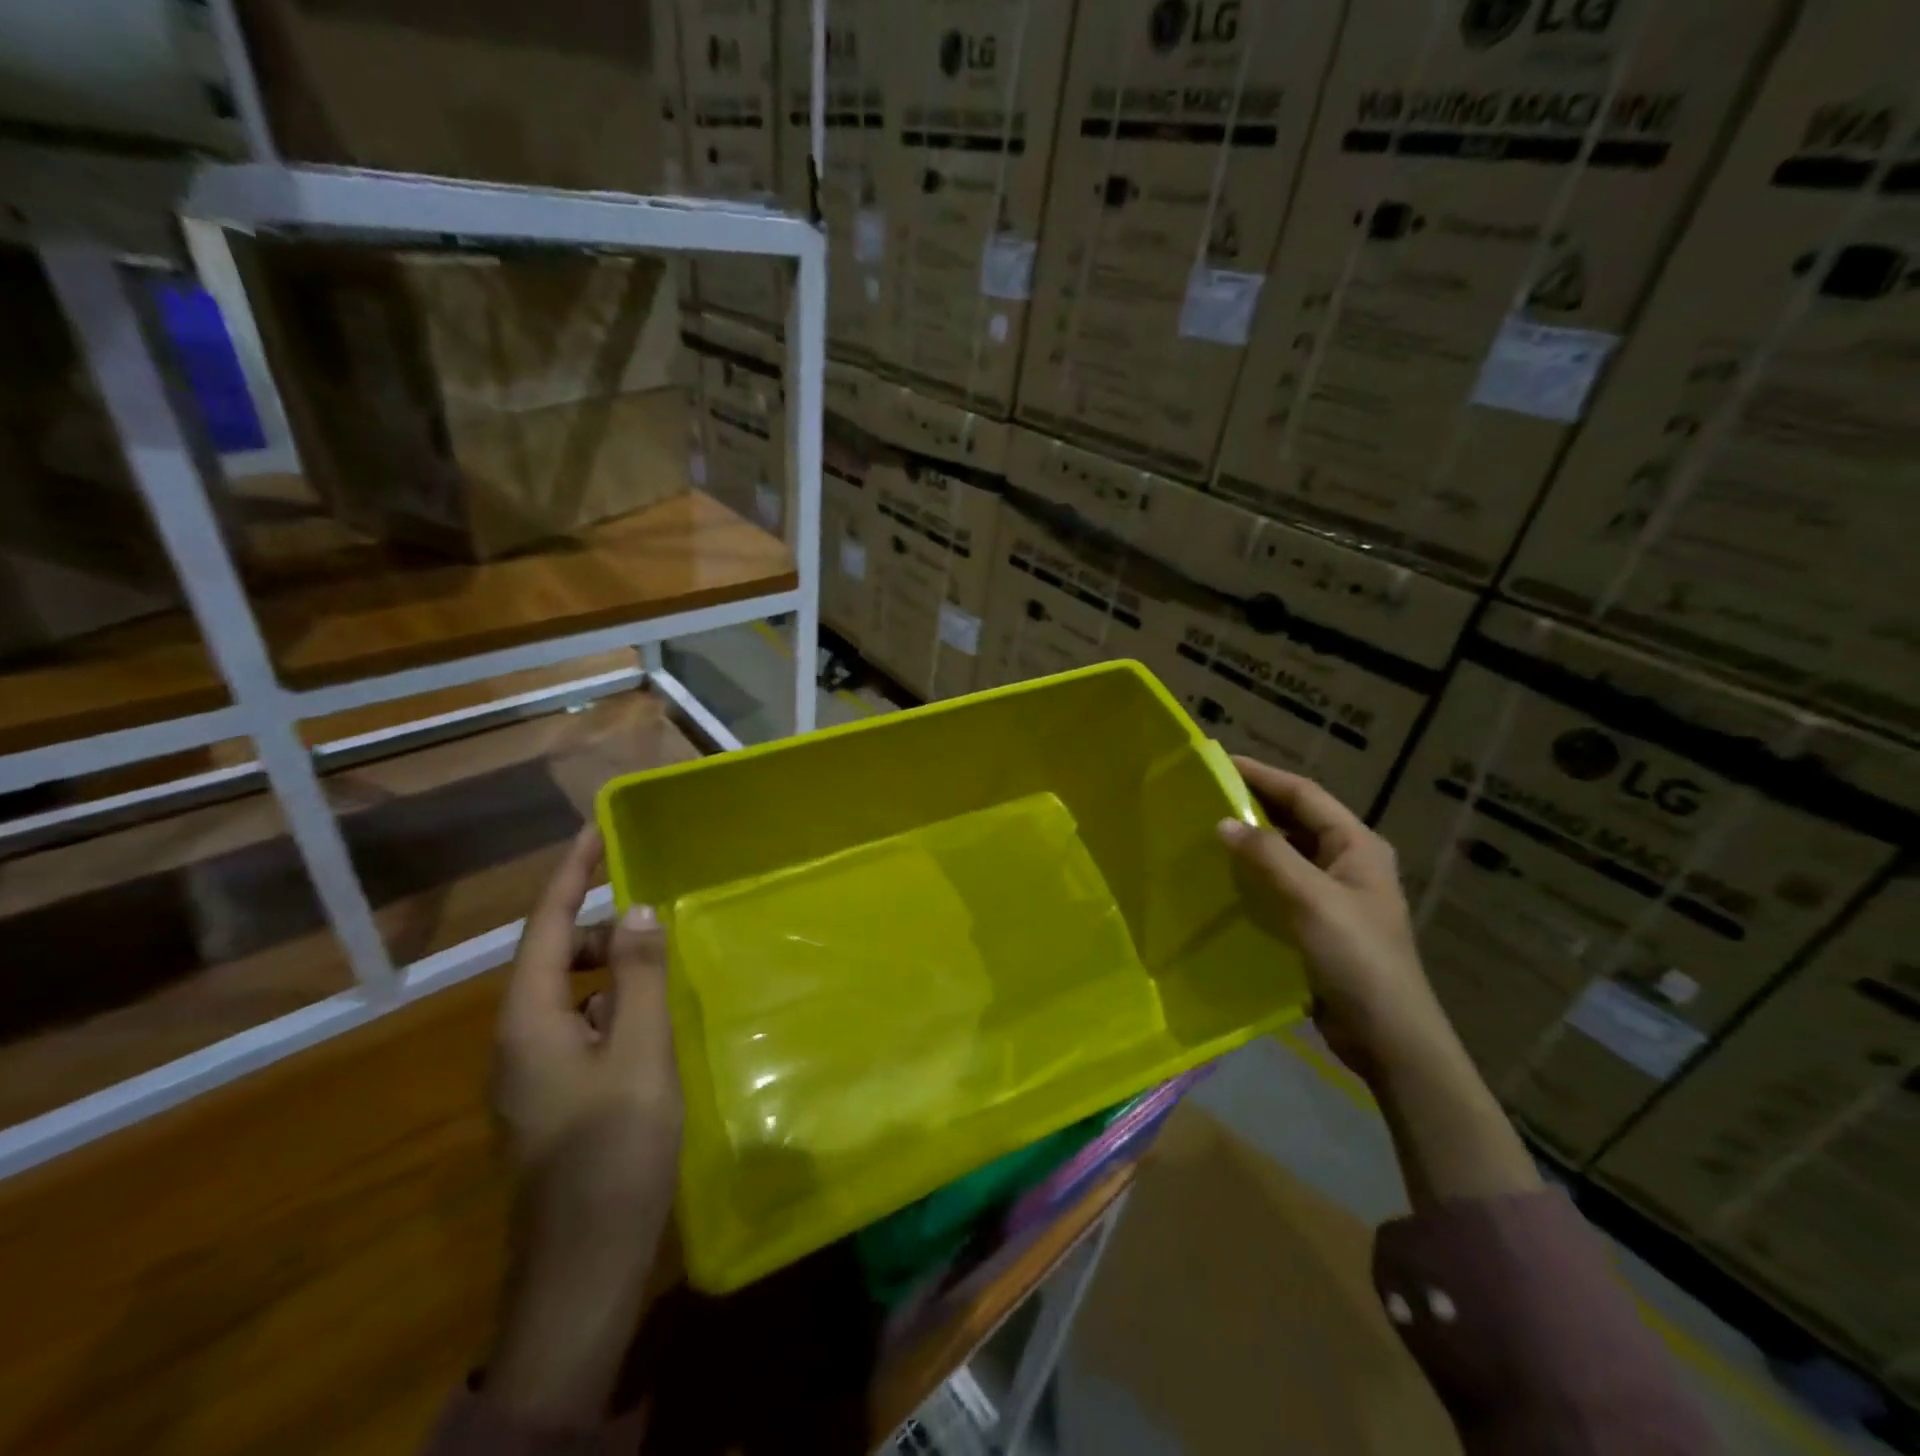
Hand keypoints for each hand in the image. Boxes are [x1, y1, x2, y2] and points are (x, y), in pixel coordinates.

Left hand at [487, 826, 681, 1422]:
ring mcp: (533, 1073)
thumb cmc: (615, 1151)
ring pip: (567, 994)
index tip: (599, 831)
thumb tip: (637, 909)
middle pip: (550, 957)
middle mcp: (517, 1040)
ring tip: (664, 964)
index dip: (572, 875)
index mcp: (527, 1022)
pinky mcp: (554, 1097)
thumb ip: (640, 977)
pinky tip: (654, 1021)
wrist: (584, 1267)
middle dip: (598, 925)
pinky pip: (580, 1026)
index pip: (543, 926)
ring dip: (609, 968)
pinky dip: (613, 1005)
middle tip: (657, 915)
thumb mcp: (640, 1054)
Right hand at [1217, 759, 1538, 1207]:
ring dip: (1252, 840)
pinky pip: (1280, 885)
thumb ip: (1268, 857)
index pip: (1304, 794)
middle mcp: (1348, 862)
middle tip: (1205, 794)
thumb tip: (1223, 822)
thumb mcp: (1312, 900)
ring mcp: (1334, 894)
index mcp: (1358, 846)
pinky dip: (1253, 875)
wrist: (1389, 1037)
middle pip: (1296, 820)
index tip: (1218, 761)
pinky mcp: (1319, 923)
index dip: (1262, 775)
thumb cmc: (1358, 959)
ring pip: (1286, 853)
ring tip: (1206, 830)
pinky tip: (1222, 879)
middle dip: (1254, 803)